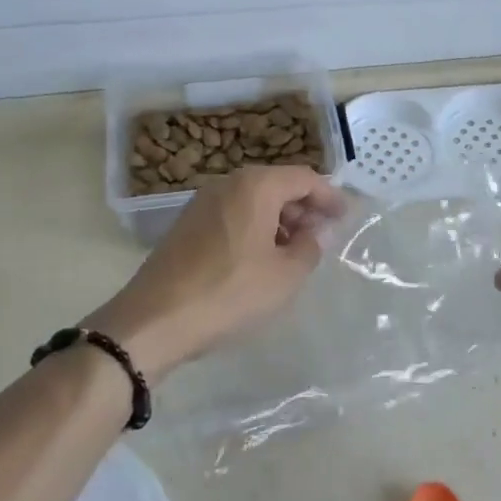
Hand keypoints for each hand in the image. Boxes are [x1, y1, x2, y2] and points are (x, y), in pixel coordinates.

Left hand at [96, 166, 344, 377]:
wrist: (153, 321)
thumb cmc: (230, 293)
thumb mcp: (285, 276)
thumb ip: (311, 247)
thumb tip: (318, 231)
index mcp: (256, 185)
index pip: (304, 178)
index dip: (329, 196)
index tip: (347, 216)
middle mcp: (228, 183)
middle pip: (277, 185)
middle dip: (304, 208)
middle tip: (323, 236)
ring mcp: (203, 202)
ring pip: (254, 200)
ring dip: (279, 220)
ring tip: (295, 252)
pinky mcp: (187, 225)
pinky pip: (233, 214)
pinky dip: (254, 228)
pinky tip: (261, 259)